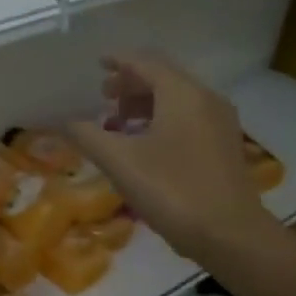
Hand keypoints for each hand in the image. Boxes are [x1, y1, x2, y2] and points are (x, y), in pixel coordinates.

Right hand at [69, 52, 275, 261]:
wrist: (230, 234)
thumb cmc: (172, 190)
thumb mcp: (120, 162)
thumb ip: (88, 135)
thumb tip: (66, 121)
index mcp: (181, 93)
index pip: (145, 63)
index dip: (118, 61)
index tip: (98, 64)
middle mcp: (205, 98)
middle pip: (163, 77)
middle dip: (131, 84)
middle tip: (103, 97)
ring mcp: (220, 122)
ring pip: (177, 98)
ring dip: (146, 103)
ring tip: (119, 123)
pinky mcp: (224, 145)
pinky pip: (189, 117)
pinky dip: (163, 119)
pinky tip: (145, 144)